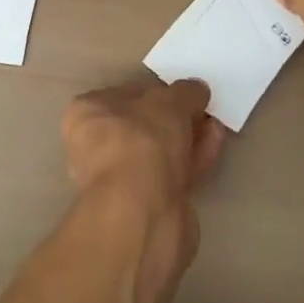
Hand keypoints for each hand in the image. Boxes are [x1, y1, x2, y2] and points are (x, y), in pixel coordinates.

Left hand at [62, 78, 224, 302]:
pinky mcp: (143, 205)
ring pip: (160, 152)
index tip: (183, 94)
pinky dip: (192, 160)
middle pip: (144, 125)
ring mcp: (119, 179)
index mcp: (87, 113)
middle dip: (177, 118)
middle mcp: (95, 146)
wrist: (142, 213)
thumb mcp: (170, 101)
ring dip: (189, 138)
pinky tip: (214, 148)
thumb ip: (185, 92)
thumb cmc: (143, 140)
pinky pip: (170, 174)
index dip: (156, 92)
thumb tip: (197, 89)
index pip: (123, 95)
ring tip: (216, 127)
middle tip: (204, 111)